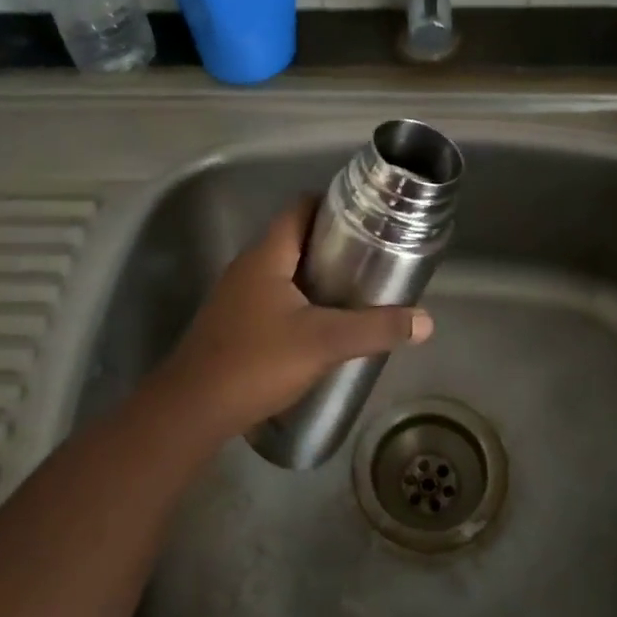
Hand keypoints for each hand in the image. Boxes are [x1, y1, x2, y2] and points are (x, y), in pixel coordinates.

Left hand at [149, 199, 433, 441]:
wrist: (191, 410)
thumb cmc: (256, 362)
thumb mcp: (324, 342)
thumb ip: (375, 329)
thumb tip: (425, 322)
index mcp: (266, 256)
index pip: (299, 209)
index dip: (332, 206)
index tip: (367, 219)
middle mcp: (247, 267)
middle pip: (294, 239)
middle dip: (332, 245)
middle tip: (370, 259)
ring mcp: (236, 297)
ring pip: (283, 271)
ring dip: (315, 276)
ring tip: (354, 291)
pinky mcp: (232, 324)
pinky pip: (271, 297)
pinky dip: (298, 300)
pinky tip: (319, 327)